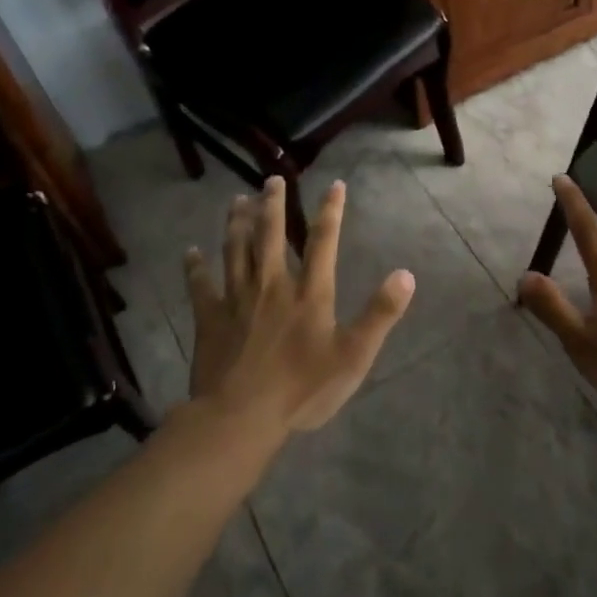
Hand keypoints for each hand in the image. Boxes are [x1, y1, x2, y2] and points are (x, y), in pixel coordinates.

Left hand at [183, 176, 414, 439]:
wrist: (240, 417)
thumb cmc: (302, 388)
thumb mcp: (354, 355)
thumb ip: (380, 314)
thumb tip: (406, 274)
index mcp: (309, 292)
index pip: (323, 241)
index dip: (330, 211)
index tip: (334, 185)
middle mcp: (272, 284)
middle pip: (270, 234)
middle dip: (273, 204)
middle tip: (271, 179)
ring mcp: (237, 299)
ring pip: (236, 250)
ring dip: (236, 222)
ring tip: (237, 200)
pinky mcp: (210, 318)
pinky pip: (200, 285)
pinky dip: (194, 267)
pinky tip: (190, 252)